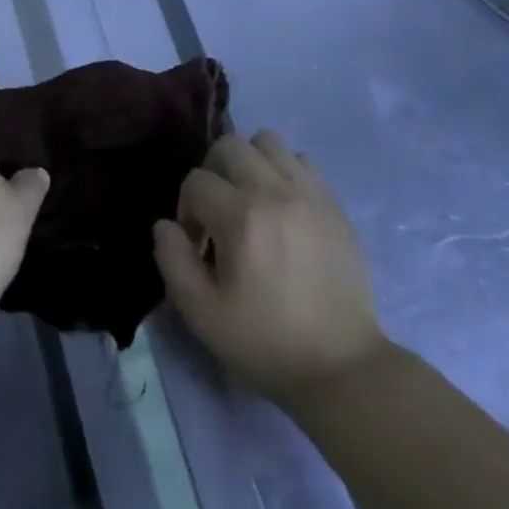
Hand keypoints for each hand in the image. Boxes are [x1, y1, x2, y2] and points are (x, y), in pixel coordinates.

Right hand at [154, 131, 385, 405]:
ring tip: (252, 201)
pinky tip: (283, 207)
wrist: (342, 367)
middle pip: (229, 146)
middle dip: (213, 173)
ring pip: (266, 142)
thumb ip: (172, 262)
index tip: (199, 245)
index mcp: (241, 218)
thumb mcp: (203, 317)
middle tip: (219, 213)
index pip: (196, 181)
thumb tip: (166, 225)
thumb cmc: (267, 343)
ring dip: (249, 163)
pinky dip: (283, 172)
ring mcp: (308, 192)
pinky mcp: (333, 202)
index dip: (187, 210)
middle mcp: (275, 192)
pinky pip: (300, 160)